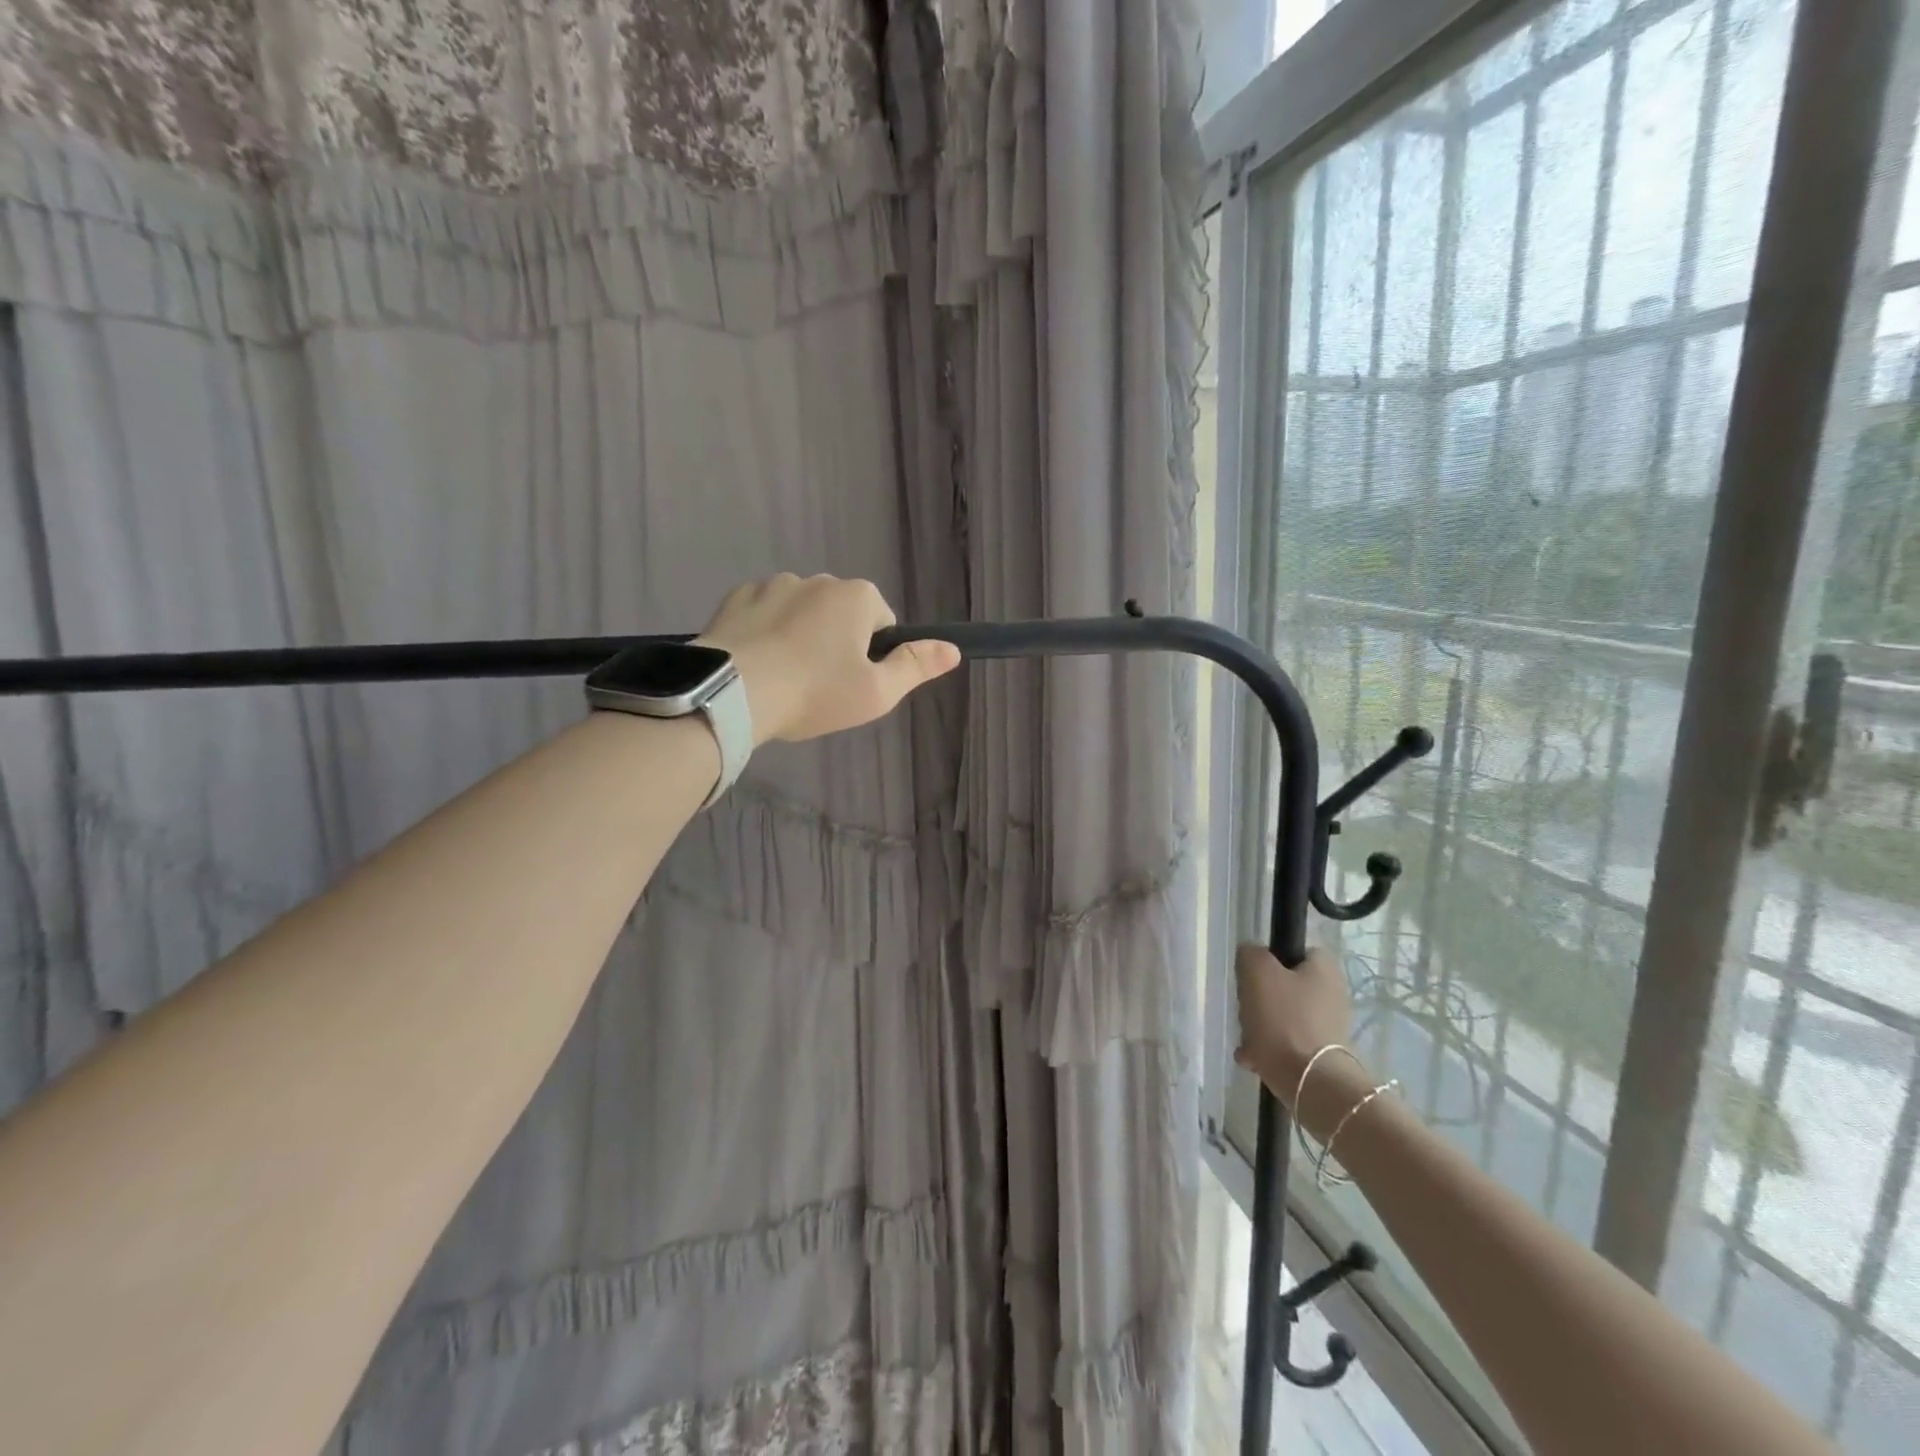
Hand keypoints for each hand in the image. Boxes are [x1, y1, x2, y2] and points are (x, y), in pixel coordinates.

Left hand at [697, 574, 960, 745]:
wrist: (732, 691)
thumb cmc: (815, 692)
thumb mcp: (877, 692)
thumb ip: (916, 666)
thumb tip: (953, 649)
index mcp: (857, 596)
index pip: (882, 622)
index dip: (873, 655)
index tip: (853, 683)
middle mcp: (818, 579)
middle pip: (841, 614)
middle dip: (836, 642)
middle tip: (819, 685)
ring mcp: (773, 584)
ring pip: (800, 612)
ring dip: (800, 636)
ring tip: (784, 678)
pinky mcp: (736, 598)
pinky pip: (763, 613)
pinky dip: (765, 633)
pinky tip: (757, 664)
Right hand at [1233, 945, 1356, 1107]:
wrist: (1310, 1082)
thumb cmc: (1284, 1018)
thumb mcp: (1257, 971)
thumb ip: (1251, 953)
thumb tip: (1252, 956)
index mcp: (1324, 969)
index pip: (1297, 950)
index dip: (1272, 957)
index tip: (1253, 972)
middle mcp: (1332, 995)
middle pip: (1286, 986)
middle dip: (1260, 998)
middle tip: (1246, 1007)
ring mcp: (1328, 1028)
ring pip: (1283, 1016)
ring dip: (1260, 1025)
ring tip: (1246, 1040)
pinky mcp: (1320, 1056)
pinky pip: (1287, 1044)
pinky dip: (1268, 1049)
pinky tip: (1252, 1058)